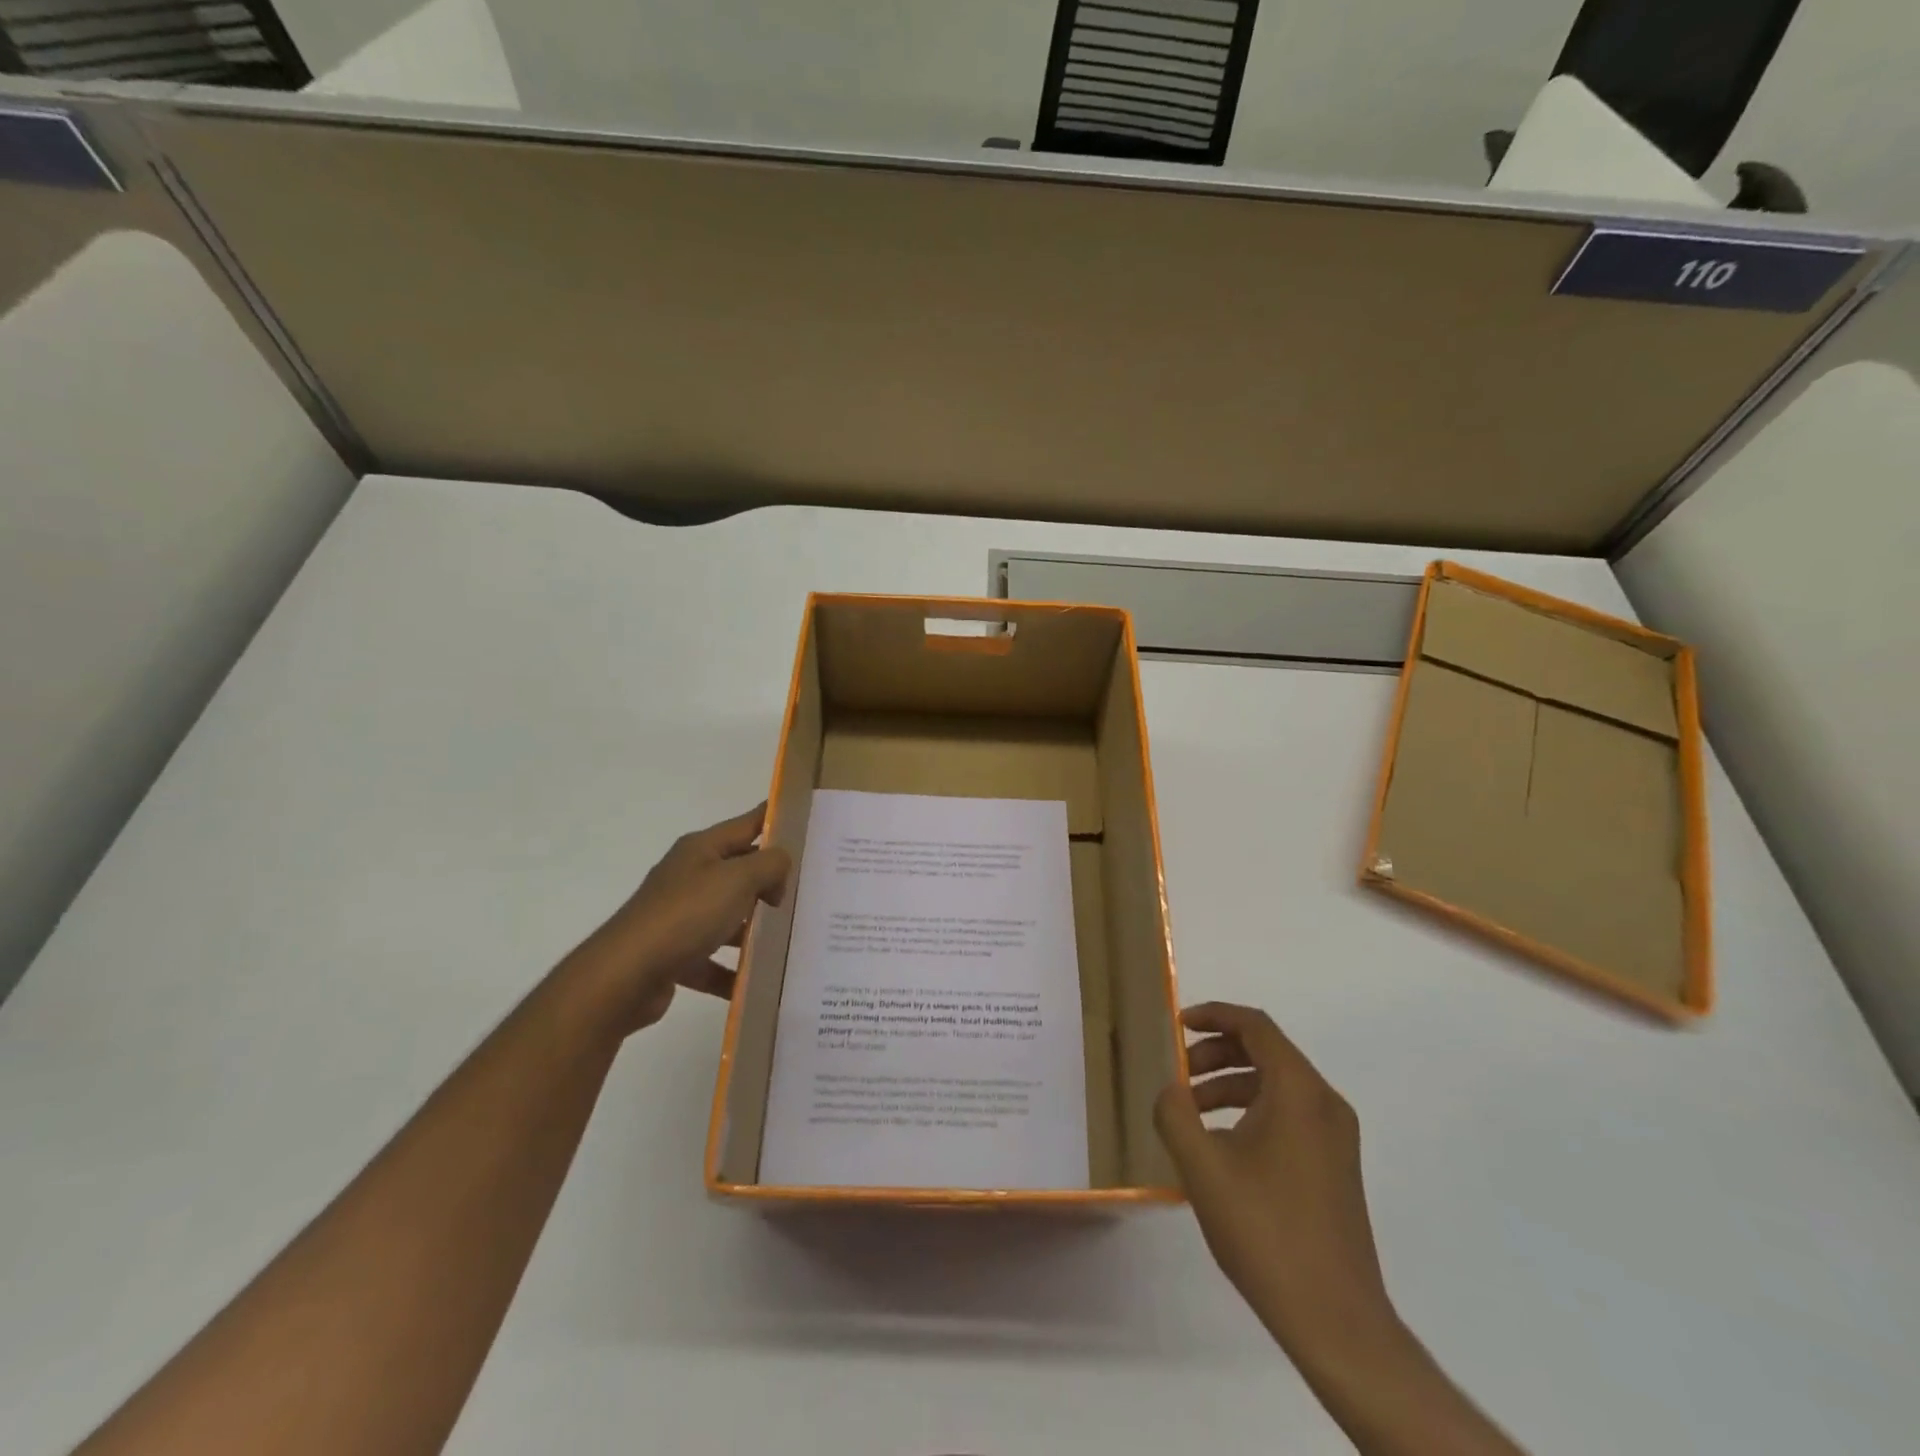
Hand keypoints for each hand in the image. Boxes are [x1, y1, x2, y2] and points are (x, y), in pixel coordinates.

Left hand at [567, 804, 792, 1035]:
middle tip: (811, 889)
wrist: (625, 975)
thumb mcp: (738, 879)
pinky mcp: (675, 954)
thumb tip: (779, 868)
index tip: (807, 823)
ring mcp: (680, 916)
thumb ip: (769, 865)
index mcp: (702, 849)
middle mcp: (690, 876)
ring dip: (755, 928)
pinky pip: (713, 959)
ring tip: (791, 938)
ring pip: (728, 916)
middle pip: (740, 870)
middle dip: (773, 879)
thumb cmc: (686, 914)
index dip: (776, 819)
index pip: (748, 823)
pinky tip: (757, 981)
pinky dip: (733, 970)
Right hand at [1155, 1002, 1393, 1356]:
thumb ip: (1175, 1114)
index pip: (1255, 1026)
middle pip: (1266, 1052)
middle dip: (1216, 1054)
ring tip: (1191, 1113)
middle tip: (1178, 1074)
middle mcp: (1324, 1102)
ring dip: (1230, 1085)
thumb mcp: (1202, 1166)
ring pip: (1276, 1085)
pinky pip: (1289, 1114)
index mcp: (1298, 1090)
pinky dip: (1251, 1111)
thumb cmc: (1266, 1231)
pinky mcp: (1336, 1165)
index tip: (1177, 1024)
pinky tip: (1222, 1146)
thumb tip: (1170, 1090)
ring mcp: (1336, 1136)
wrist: (1336, 1319)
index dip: (1213, 1015)